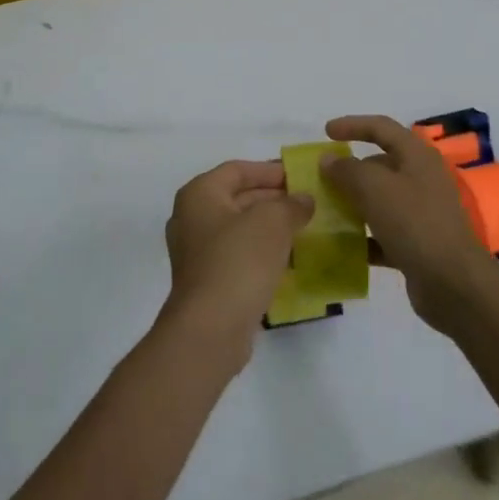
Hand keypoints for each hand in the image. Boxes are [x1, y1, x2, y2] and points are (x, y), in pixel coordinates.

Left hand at [161, 160, 313, 366]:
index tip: (300, 177)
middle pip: (237, 197)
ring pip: (239, 229)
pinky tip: (289, 260)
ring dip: (270, 227)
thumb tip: (304, 200)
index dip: (269, 170)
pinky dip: (262, 252)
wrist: (211, 329)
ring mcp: (196, 252)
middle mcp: (191, 218)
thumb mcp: (272, 223)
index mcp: (199, 194)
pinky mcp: (207, 281)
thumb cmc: (238, 261)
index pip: (238, 170)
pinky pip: (238, 255)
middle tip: (307, 203)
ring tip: (304, 229)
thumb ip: (291, 205)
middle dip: (273, 199)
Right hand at [321, 115, 498, 328]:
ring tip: (325, 210)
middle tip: (321, 179)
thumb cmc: (414, 223)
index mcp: (417, 157)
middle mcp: (421, 180)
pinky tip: (343, 246)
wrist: (454, 284)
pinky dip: (364, 237)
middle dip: (350, 169)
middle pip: (380, 165)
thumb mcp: (375, 188)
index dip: (353, 125)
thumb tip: (329, 160)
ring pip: (380, 200)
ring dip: (354, 203)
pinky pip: (384, 233)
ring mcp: (421, 214)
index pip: (382, 128)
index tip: (326, 132)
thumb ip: (347, 170)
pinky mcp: (417, 245)